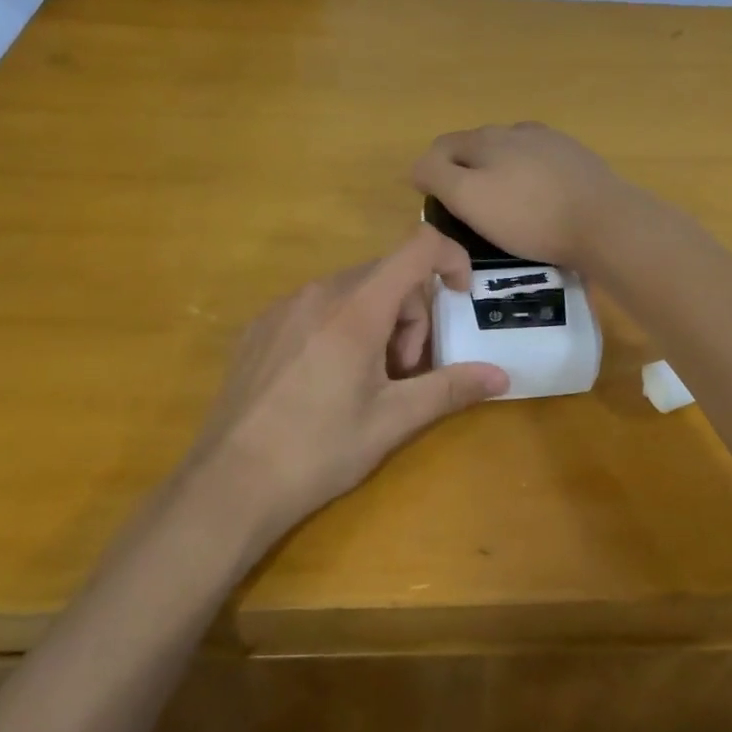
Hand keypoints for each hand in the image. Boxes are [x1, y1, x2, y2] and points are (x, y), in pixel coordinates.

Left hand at [184, 226, 509, 537]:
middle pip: (387, 275)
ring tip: (365, 382)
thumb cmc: (319, 451)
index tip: (462, 297)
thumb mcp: (392, 420)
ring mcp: (283, 307)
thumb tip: (502, 376)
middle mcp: (318, 293)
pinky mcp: (260, 326)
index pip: (417, 248)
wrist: (229, 483)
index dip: (451, 258)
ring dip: (377, 323)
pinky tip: (325, 381)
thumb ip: (450, 389)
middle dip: (411, 315)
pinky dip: (341, 327)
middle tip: (402, 372)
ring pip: (352, 291)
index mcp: (356, 309)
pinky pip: (317, 306)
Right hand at [412, 123, 641, 269]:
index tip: (439, 208)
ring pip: (511, 155)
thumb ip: (437, 175)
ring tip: (507, 210)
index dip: (431, 175)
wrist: (605, 222)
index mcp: (485, 138)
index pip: (441, 147)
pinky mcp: (578, 160)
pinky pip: (541, 167)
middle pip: (477, 148)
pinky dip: (531, 181)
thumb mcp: (469, 198)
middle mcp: (517, 130)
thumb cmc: (530, 216)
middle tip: (469, 212)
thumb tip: (418, 167)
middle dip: (466, 174)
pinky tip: (541, 204)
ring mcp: (552, 142)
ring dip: (500, 176)